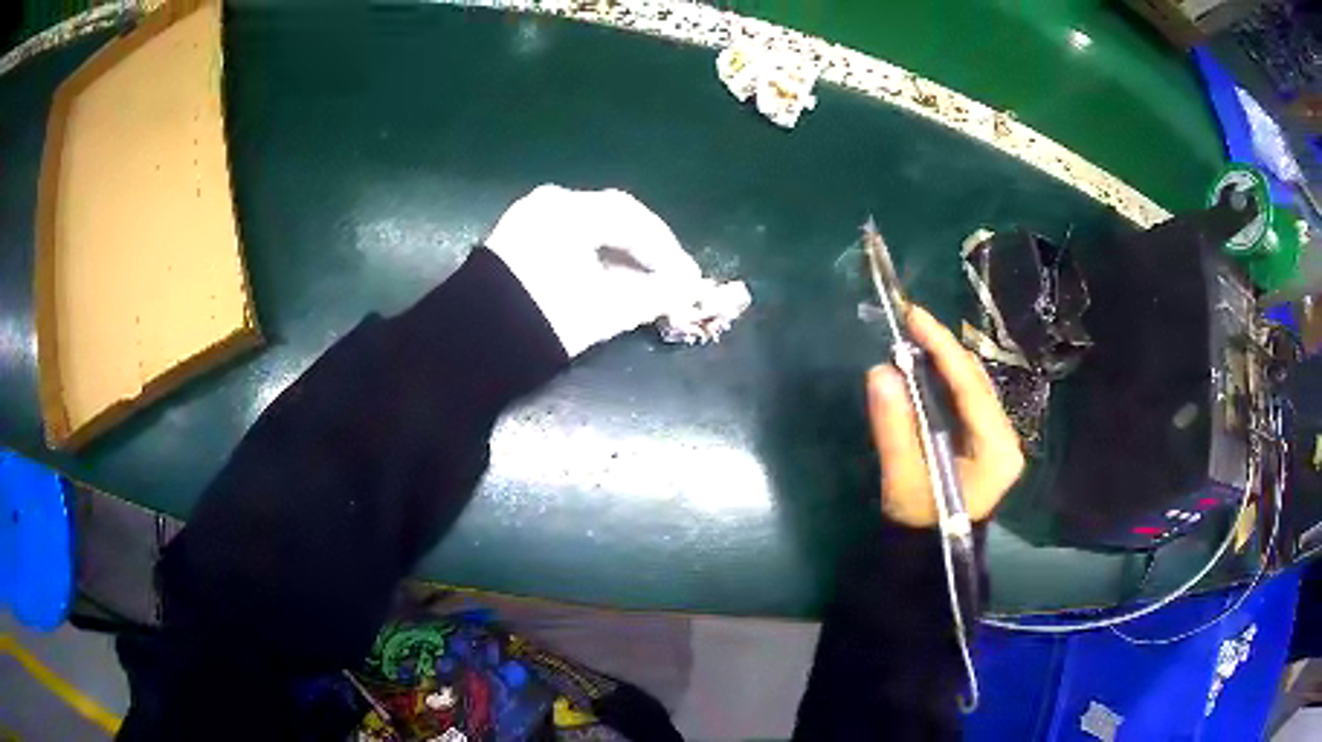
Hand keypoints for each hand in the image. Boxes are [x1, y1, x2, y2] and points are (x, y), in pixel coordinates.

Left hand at [485, 185, 703, 357]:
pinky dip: (595, 255)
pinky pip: (569, 237)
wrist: (474, 344)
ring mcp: (530, 217)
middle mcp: (550, 202)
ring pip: (591, 227)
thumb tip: (689, 290)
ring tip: (646, 281)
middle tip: (673, 278)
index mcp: (570, 210)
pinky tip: (611, 277)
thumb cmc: (544, 319)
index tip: (690, 278)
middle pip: (613, 218)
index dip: (667, 251)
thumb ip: (653, 295)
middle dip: (647, 250)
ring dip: (622, 253)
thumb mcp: (604, 308)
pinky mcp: (517, 238)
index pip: (633, 220)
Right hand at [868, 305, 1023, 527]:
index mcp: (997, 449)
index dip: (943, 348)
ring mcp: (999, 437)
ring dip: (944, 360)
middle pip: (976, 381)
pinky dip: (946, 378)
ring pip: (973, 385)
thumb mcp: (904, 479)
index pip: (971, 388)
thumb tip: (880, 372)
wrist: (933, 552)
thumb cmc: (921, 522)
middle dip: (944, 349)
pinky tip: (925, 366)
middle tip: (908, 322)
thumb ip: (895, 428)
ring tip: (914, 337)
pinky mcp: (987, 439)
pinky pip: (968, 397)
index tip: (915, 316)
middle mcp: (1006, 437)